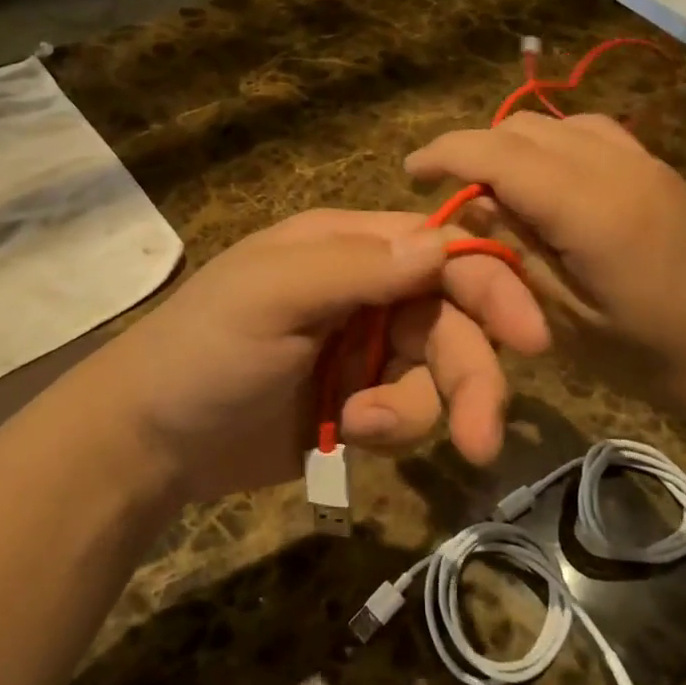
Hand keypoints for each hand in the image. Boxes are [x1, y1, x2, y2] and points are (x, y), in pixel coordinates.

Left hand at [84, 210, 548, 507]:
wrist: (152, 441)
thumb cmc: (203, 352)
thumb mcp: (271, 298)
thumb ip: (357, 268)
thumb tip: (442, 243)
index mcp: (349, 247)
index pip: (441, 252)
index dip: (491, 288)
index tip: (532, 339)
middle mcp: (369, 290)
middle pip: (453, 322)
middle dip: (472, 377)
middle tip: (482, 439)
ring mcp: (366, 347)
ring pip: (437, 374)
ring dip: (416, 409)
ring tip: (361, 428)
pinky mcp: (361, 399)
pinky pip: (409, 412)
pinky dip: (391, 428)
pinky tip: (346, 435)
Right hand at [406, 113, 685, 420]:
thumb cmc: (649, 355)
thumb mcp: (565, 319)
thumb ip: (515, 251)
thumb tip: (471, 203)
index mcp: (590, 208)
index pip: (499, 154)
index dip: (446, 155)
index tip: (410, 172)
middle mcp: (616, 166)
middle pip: (522, 129)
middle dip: (473, 149)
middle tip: (446, 190)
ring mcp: (642, 161)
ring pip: (554, 124)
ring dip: (510, 145)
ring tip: (490, 186)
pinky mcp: (656, 168)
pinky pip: (588, 132)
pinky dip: (549, 144)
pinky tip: (544, 180)